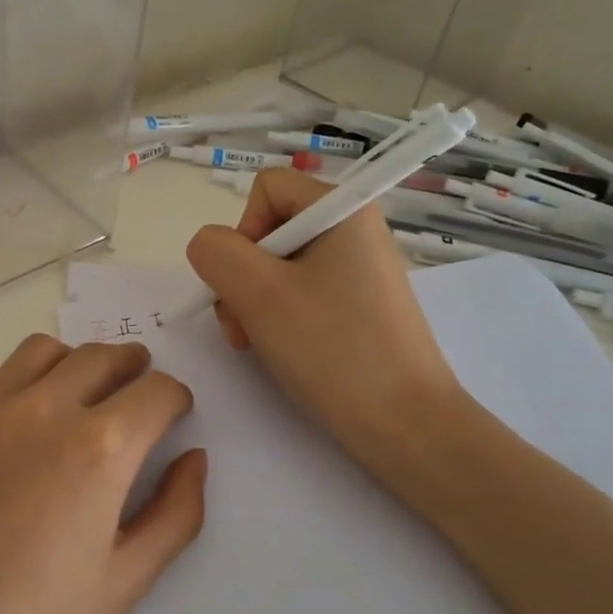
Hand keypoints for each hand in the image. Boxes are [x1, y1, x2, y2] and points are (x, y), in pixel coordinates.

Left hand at [0, 334, 205, 613]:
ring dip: (71, 365)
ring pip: (42, 351)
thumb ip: (175, 513)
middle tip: (131, 395)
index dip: (174, 401)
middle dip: (131, 368)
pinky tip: (9, 422)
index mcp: (100, 448)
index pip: (158, 390)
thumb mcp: (126, 582)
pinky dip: (11, 383)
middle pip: (102, 356)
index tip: (170, 417)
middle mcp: (43, 409)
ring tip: (72, 398)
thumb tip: (192, 458)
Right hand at [184, 168, 470, 475]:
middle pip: (270, 231)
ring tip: (256, 345)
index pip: (267, 189)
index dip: (242, 230)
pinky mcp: (360, 308)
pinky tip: (280, 352)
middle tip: (242, 325)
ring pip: (280, 269)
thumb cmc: (331, 349)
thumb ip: (216, 253)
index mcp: (342, 210)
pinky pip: (303, 296)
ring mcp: (359, 272)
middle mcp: (355, 231)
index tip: (247, 281)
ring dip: (254, 304)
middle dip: (243, 277)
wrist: (404, 424)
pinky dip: (280, 320)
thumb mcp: (258, 293)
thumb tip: (208, 246)